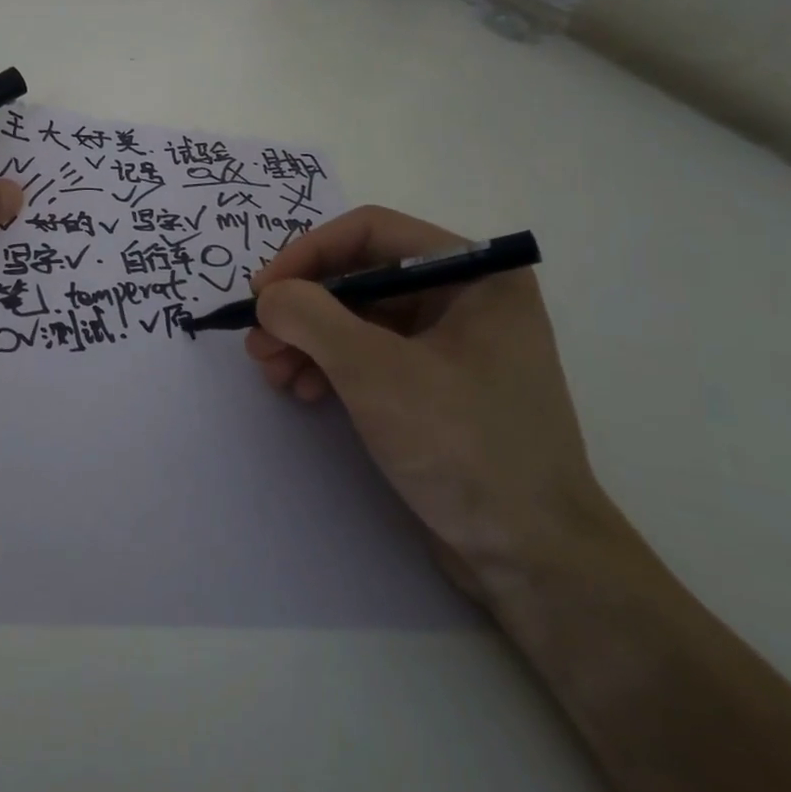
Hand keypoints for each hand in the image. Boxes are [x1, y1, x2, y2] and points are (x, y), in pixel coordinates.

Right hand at [245, 206, 610, 599]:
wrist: (533, 559)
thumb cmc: (464, 446)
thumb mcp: (376, 372)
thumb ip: (311, 317)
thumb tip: (268, 296)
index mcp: (474, 273)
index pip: (371, 232)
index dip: (307, 254)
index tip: (262, 292)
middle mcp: (465, 296)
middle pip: (360, 276)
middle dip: (303, 307)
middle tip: (257, 341)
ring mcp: (452, 343)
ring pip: (359, 317)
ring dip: (308, 339)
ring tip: (270, 371)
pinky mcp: (437, 385)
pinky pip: (371, 354)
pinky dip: (330, 365)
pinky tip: (301, 390)